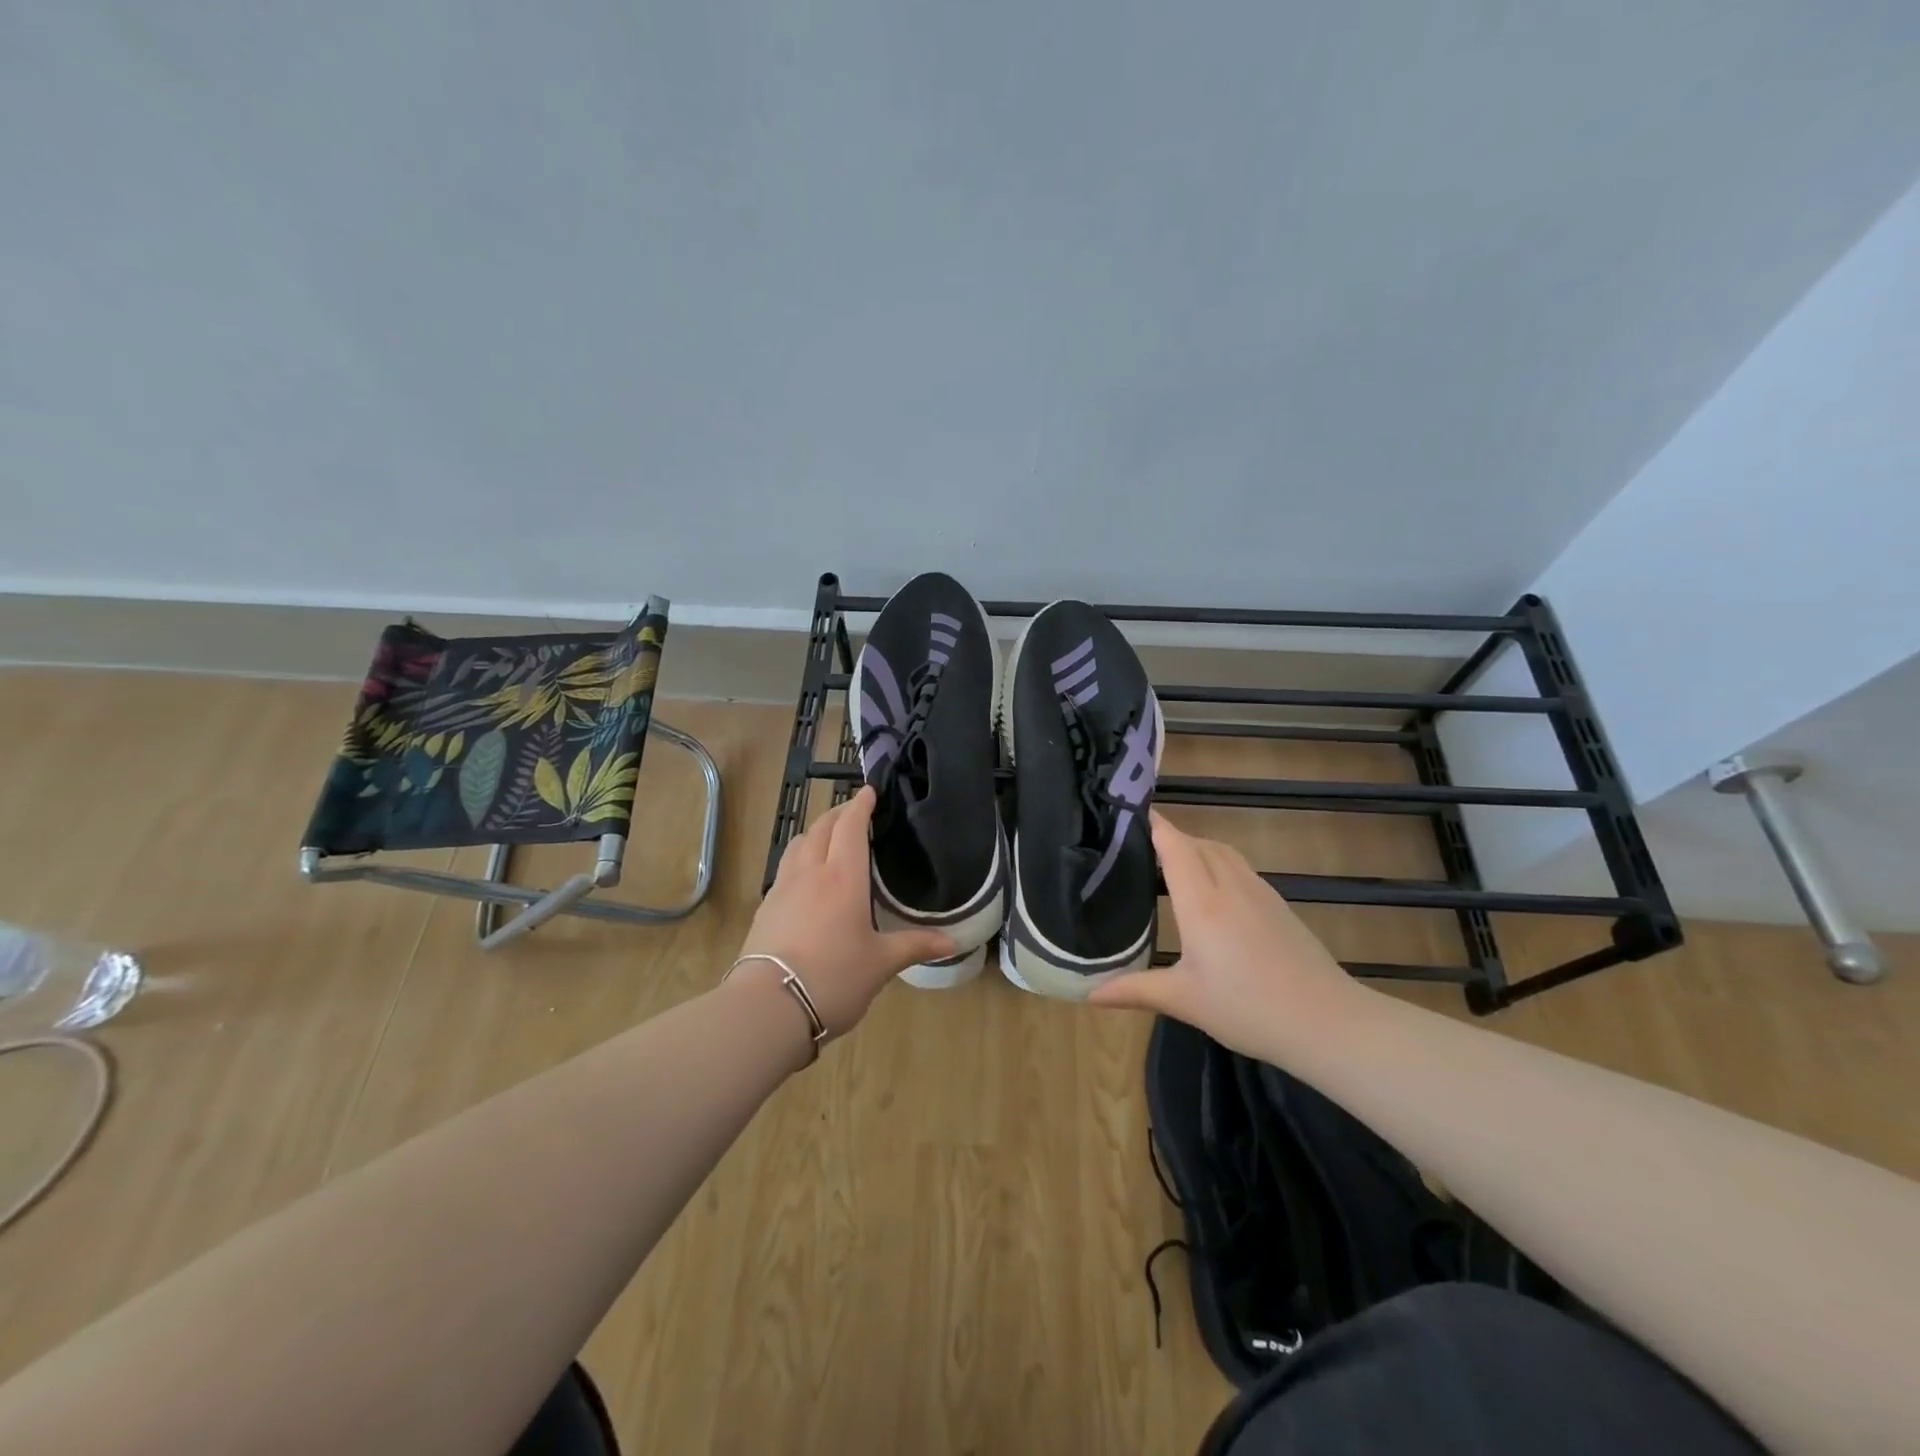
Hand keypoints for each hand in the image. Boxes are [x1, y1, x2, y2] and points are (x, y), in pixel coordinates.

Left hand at [736, 786, 956, 1040]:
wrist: (769, 1007)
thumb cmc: (834, 978)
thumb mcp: (881, 964)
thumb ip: (915, 946)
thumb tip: (953, 943)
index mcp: (843, 877)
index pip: (850, 826)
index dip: (860, 805)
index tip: (869, 791)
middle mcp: (810, 873)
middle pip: (821, 828)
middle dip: (838, 813)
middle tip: (854, 813)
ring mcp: (783, 889)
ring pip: (798, 844)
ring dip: (815, 832)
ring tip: (828, 839)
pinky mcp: (765, 908)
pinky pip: (785, 868)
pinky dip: (799, 858)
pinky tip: (806, 878)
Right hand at [1089, 811, 1363, 1061]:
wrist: (1328, 1022)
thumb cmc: (1248, 1009)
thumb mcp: (1185, 1001)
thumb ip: (1135, 990)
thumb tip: (1090, 994)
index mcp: (1202, 903)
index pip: (1175, 846)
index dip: (1154, 825)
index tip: (1126, 814)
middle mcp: (1230, 886)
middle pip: (1197, 843)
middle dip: (1170, 837)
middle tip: (1137, 846)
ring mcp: (1259, 893)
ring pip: (1222, 852)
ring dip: (1196, 847)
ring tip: (1170, 864)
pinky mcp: (1278, 905)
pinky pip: (1240, 868)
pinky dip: (1218, 863)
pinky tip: (1211, 892)